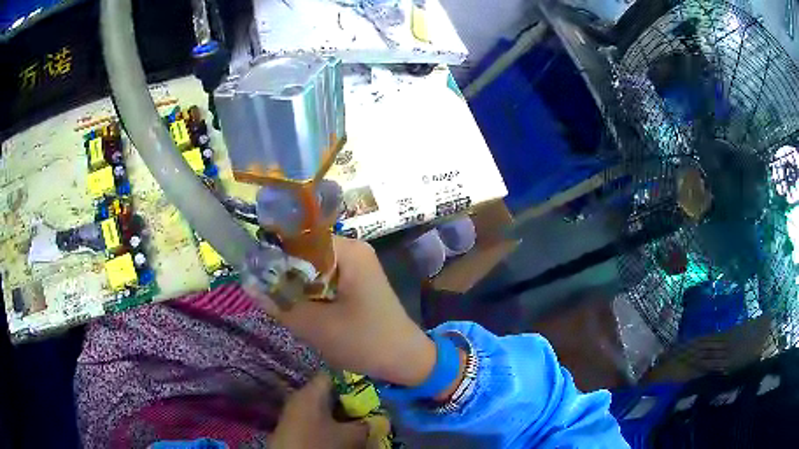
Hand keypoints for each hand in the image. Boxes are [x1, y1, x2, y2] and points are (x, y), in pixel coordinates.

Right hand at [250, 237, 436, 386]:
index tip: (255, 274)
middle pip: (305, 253)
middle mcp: (353, 251)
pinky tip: (302, 310)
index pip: (299, 239)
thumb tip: (247, 285)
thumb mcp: (316, 327)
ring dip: (296, 287)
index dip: (274, 255)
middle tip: (266, 295)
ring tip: (281, 305)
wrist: (406, 361)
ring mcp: (356, 266)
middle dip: (284, 275)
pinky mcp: (356, 282)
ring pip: (312, 269)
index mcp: (348, 251)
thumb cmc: (365, 342)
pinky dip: (310, 294)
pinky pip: (323, 280)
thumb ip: (279, 305)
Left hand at [271, 374, 366, 448]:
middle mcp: (299, 398)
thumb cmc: (320, 445)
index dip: (354, 381)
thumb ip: (366, 425)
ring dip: (340, 415)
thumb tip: (377, 420)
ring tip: (359, 422)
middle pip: (329, 393)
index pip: (334, 376)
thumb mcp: (351, 436)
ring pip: (322, 408)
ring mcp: (294, 413)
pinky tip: (341, 432)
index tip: (371, 390)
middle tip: (370, 409)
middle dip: (350, 402)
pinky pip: (315, 420)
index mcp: (310, 392)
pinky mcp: (293, 428)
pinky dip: (329, 424)